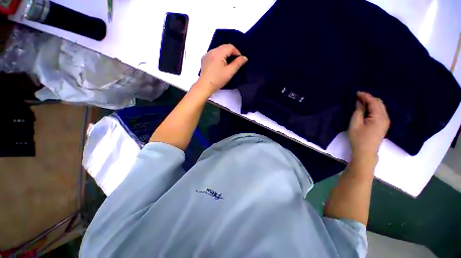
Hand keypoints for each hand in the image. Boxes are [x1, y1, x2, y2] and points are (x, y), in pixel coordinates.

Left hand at [196, 44, 247, 95]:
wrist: (205, 86)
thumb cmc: (217, 80)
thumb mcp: (229, 72)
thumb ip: (238, 64)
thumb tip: (244, 58)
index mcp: (218, 53)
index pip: (230, 47)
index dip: (237, 52)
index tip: (240, 60)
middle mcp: (211, 51)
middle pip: (224, 47)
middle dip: (231, 53)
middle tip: (235, 62)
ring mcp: (207, 55)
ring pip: (219, 50)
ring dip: (225, 55)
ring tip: (228, 64)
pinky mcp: (204, 59)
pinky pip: (214, 54)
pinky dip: (219, 57)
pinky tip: (220, 65)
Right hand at [348, 91, 389, 157]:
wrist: (366, 151)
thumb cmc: (358, 137)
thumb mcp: (355, 123)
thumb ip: (358, 111)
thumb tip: (359, 102)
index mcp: (379, 116)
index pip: (374, 102)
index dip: (365, 96)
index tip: (356, 92)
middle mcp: (386, 117)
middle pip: (379, 103)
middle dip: (369, 98)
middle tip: (358, 96)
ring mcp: (386, 121)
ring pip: (380, 106)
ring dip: (371, 102)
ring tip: (361, 101)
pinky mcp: (383, 124)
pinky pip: (380, 111)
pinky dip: (373, 107)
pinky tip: (366, 108)